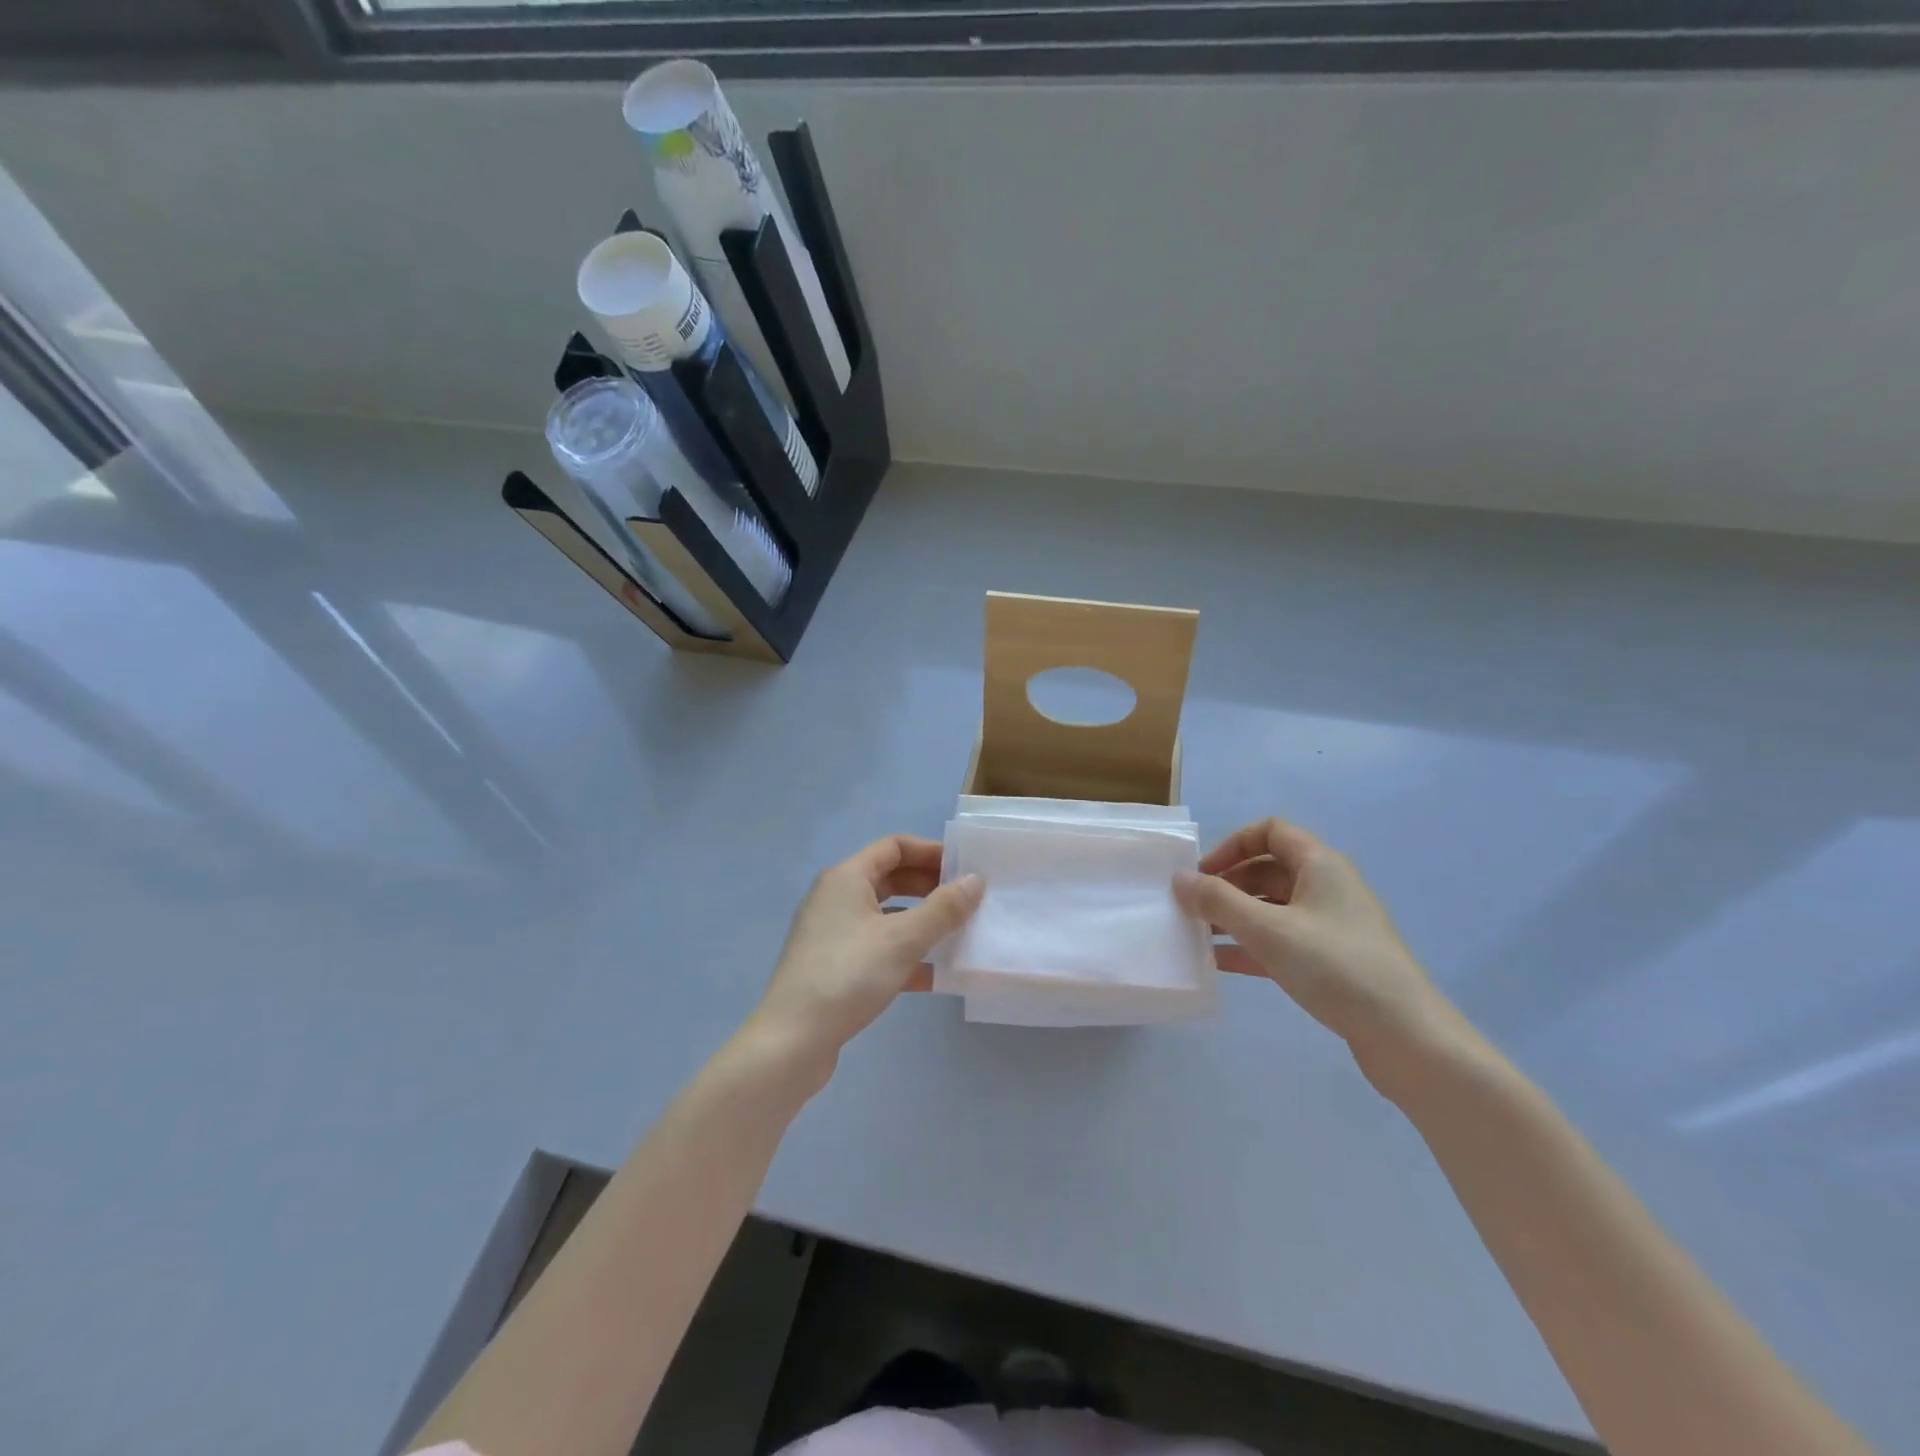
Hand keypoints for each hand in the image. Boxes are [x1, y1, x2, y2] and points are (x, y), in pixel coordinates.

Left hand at [751, 835, 982, 1069]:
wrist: (792, 1041)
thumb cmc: (848, 975)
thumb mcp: (904, 939)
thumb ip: (943, 909)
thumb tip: (976, 880)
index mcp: (847, 878)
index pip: (894, 846)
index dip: (931, 852)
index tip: (964, 869)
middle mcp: (836, 898)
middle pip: (890, 879)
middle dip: (929, 887)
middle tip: (966, 902)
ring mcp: (832, 933)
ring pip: (885, 916)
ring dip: (921, 922)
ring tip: (958, 935)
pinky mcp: (834, 966)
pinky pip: (877, 948)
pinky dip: (904, 954)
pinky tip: (935, 976)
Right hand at [1175, 817, 1464, 1087]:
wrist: (1405, 1035)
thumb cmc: (1334, 966)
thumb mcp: (1268, 929)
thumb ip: (1218, 901)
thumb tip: (1179, 879)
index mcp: (1320, 864)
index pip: (1270, 831)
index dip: (1232, 845)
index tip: (1204, 873)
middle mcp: (1327, 886)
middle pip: (1267, 869)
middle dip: (1227, 884)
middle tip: (1193, 908)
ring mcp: (1330, 925)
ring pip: (1272, 907)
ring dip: (1234, 916)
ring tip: (1198, 935)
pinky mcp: (1330, 960)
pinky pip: (1281, 940)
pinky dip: (1250, 945)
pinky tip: (1219, 963)